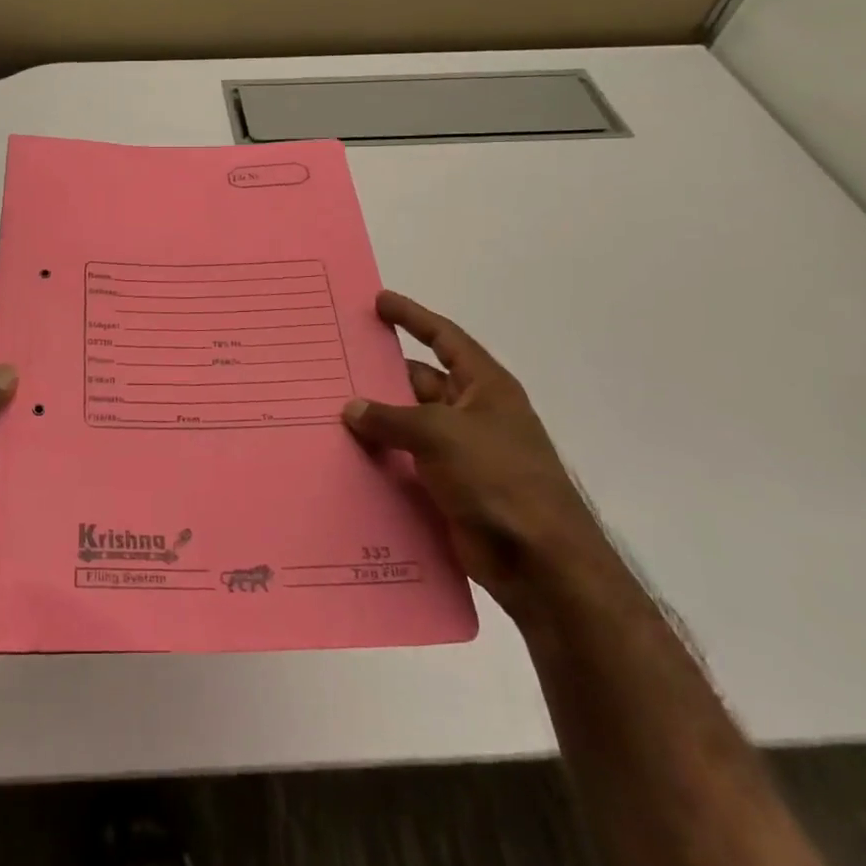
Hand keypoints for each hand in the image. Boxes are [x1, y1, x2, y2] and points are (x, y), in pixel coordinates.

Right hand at [342, 291, 613, 619]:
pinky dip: (379, 458)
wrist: (540, 564)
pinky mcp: (447, 489)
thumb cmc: (499, 478)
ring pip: (407, 425)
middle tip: (334, 364)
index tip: (378, 301)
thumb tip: (352, 408)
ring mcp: (460, 454)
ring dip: (375, 421)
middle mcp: (472, 414)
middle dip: (381, 374)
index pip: (444, 338)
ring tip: (326, 409)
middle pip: (419, 381)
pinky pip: (405, 463)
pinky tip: (342, 456)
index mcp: (485, 387)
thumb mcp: (441, 434)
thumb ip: (391, 418)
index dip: (413, 317)